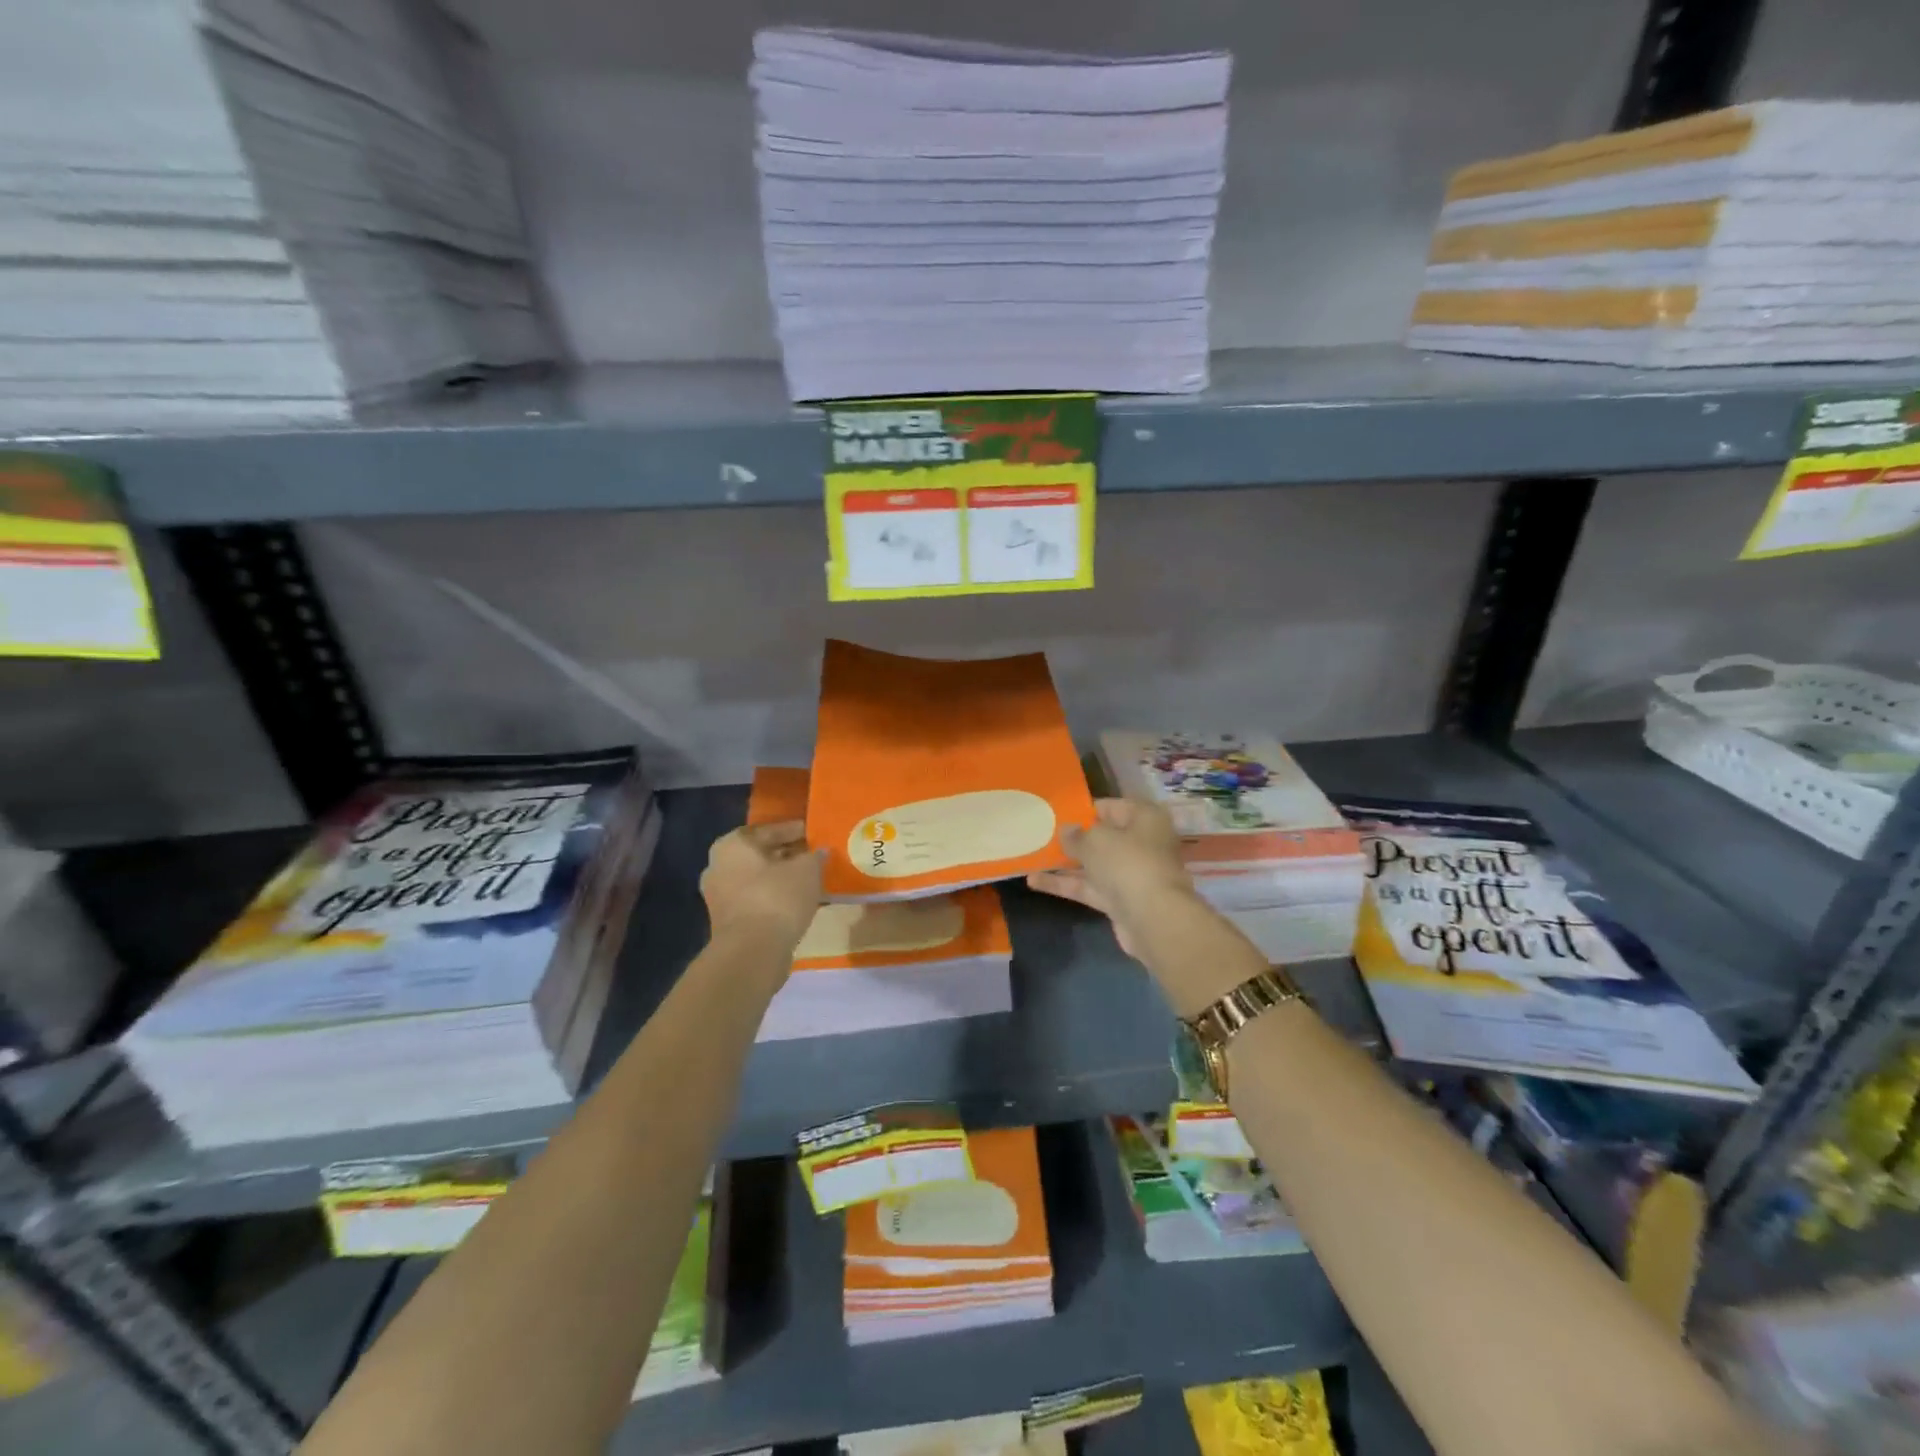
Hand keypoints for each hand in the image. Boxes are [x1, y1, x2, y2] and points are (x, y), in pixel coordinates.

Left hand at [700, 821, 823, 948]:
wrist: (752, 951)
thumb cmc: (777, 897)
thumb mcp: (807, 869)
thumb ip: (814, 856)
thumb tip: (819, 853)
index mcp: (732, 844)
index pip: (768, 830)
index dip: (793, 830)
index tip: (813, 833)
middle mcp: (718, 866)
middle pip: (760, 855)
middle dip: (786, 855)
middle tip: (812, 856)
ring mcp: (719, 896)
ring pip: (757, 879)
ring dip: (781, 879)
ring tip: (809, 880)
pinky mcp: (727, 922)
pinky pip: (756, 900)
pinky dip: (775, 898)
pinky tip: (798, 901)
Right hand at [1026, 798, 1195, 956]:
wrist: (1154, 919)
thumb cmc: (1127, 863)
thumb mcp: (1095, 840)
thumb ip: (1076, 835)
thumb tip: (1066, 830)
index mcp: (1144, 818)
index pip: (1110, 807)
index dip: (1083, 810)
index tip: (1056, 813)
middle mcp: (1141, 843)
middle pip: (1102, 837)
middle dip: (1074, 838)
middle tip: (1041, 834)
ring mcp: (1131, 874)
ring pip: (1093, 864)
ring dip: (1065, 862)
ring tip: (1031, 856)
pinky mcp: (1120, 900)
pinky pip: (1089, 887)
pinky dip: (1065, 884)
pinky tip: (1034, 881)